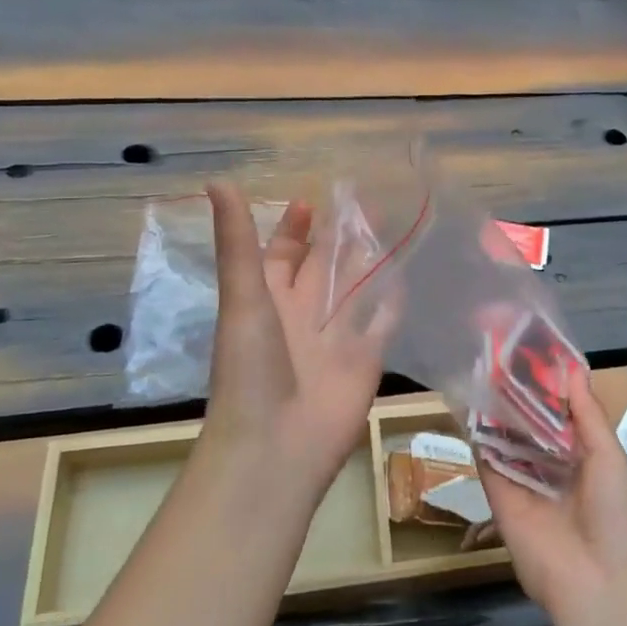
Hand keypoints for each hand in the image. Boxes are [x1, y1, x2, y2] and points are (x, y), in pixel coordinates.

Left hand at [201, 182, 394, 491]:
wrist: (277, 446)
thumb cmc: (252, 369)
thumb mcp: (243, 297)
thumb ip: (238, 242)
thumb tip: (217, 179)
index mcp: (269, 300)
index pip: (283, 256)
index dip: (294, 230)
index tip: (312, 201)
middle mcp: (303, 315)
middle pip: (324, 268)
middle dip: (339, 237)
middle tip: (365, 201)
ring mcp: (336, 338)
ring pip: (355, 289)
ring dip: (369, 262)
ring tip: (391, 227)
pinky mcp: (366, 359)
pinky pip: (383, 322)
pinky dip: (393, 301)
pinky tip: (409, 275)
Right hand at [478, 373, 626, 621]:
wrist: (594, 581)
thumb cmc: (614, 515)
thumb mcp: (609, 457)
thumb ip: (588, 414)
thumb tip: (572, 369)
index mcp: (583, 455)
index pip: (562, 412)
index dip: (549, 384)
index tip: (534, 350)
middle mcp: (552, 463)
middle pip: (530, 420)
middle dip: (519, 391)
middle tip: (500, 352)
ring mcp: (523, 478)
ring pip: (506, 434)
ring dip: (497, 406)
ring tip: (482, 366)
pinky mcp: (498, 493)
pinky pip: (486, 458)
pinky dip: (477, 432)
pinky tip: (468, 401)